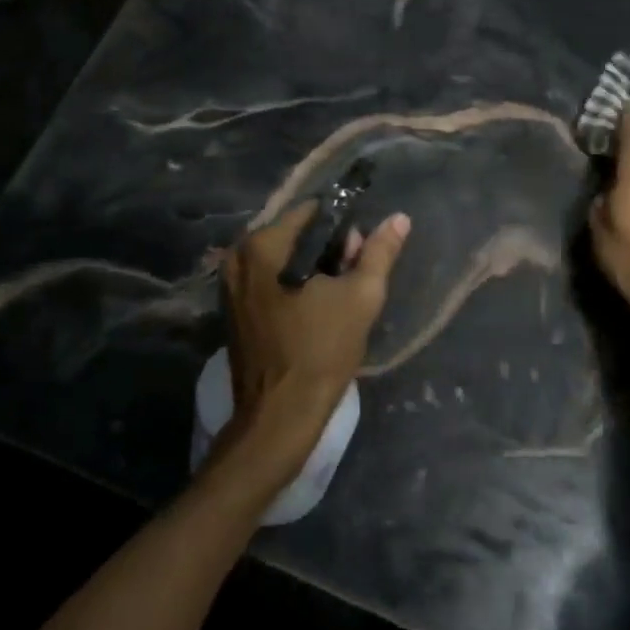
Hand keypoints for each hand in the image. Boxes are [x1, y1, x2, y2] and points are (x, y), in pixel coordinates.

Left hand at [219, 200, 410, 474]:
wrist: (279, 417)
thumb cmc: (320, 351)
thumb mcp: (360, 297)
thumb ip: (379, 252)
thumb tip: (399, 218)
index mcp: (262, 246)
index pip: (311, 212)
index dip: (343, 227)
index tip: (362, 253)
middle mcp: (238, 258)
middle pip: (295, 235)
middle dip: (328, 250)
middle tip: (354, 279)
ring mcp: (230, 286)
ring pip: (283, 260)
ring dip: (313, 270)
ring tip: (340, 297)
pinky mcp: (234, 311)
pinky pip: (270, 282)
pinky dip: (294, 287)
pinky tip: (316, 310)